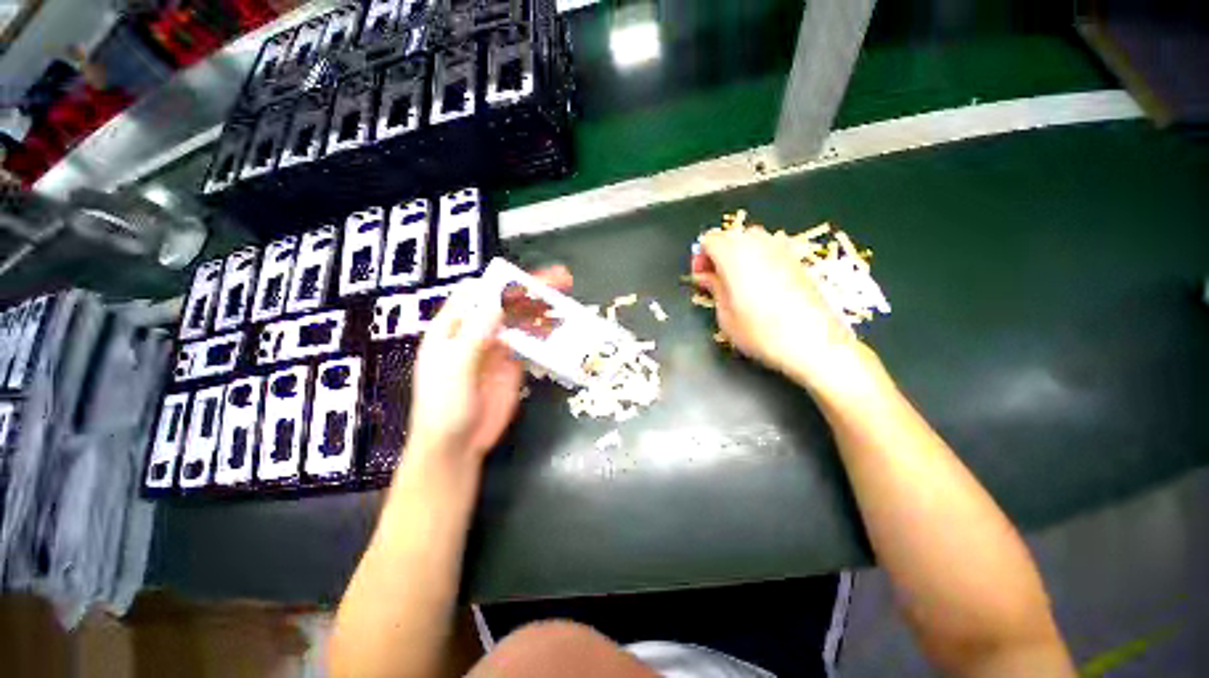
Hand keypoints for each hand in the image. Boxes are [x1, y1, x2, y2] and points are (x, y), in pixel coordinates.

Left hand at [406, 266, 572, 465]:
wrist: (457, 446)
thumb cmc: (445, 407)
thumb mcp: (455, 370)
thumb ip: (475, 337)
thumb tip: (497, 305)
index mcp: (454, 327)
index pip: (478, 293)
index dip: (502, 284)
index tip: (529, 282)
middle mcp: (477, 331)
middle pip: (506, 302)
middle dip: (532, 290)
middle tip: (561, 281)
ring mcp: (498, 347)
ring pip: (522, 320)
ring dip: (543, 309)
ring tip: (567, 301)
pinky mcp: (514, 363)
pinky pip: (532, 342)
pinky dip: (546, 333)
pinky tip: (562, 328)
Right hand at [691, 226, 875, 390]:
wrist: (814, 343)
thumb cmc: (760, 332)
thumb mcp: (725, 314)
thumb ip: (713, 288)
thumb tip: (704, 275)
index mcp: (734, 255)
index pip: (710, 239)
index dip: (700, 256)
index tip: (701, 277)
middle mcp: (758, 244)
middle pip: (731, 235)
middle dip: (719, 253)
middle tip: (716, 279)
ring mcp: (782, 249)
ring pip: (752, 238)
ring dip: (739, 253)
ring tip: (737, 280)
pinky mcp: (798, 259)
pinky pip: (771, 247)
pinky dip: (759, 257)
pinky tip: (761, 281)